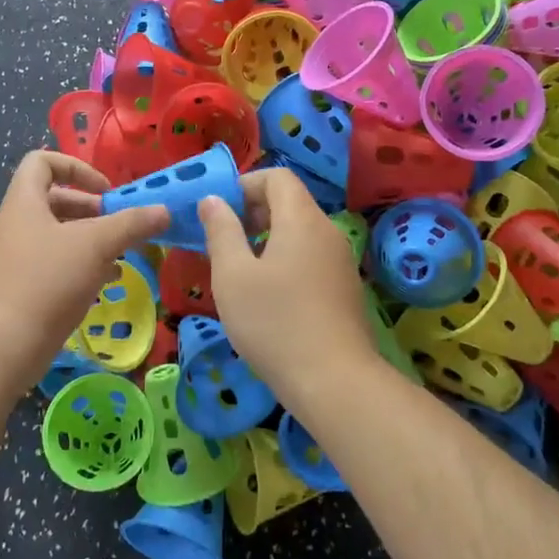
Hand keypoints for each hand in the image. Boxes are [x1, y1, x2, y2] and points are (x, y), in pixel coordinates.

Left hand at [0, 151, 168, 374]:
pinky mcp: (23, 288)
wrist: (2, 344)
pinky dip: (82, 265)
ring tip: (121, 254)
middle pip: (55, 199)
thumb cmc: (47, 280)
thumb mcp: (96, 245)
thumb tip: (164, 210)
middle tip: (120, 225)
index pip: (42, 162)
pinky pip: (55, 264)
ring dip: (91, 239)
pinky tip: (107, 281)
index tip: (106, 191)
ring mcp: (18, 258)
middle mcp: (17, 224)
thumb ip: (132, 224)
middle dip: (92, 209)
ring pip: (59, 235)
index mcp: (25, 202)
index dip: (76, 167)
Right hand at [197, 168, 373, 397]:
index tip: (219, 213)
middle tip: (223, 242)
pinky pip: (311, 258)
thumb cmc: (275, 322)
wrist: (334, 382)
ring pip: (300, 233)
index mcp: (302, 219)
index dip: (245, 185)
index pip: (277, 176)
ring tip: (240, 272)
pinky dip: (286, 261)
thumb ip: (221, 231)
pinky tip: (269, 298)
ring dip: (268, 240)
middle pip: (290, 203)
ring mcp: (341, 262)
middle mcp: (328, 232)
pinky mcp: (346, 289)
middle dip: (253, 212)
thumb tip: (212, 200)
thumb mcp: (233, 275)